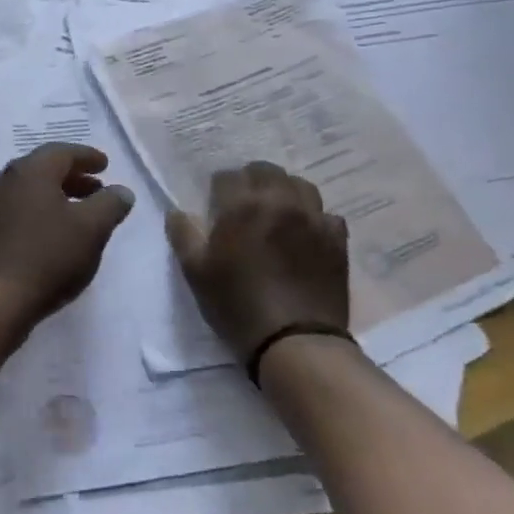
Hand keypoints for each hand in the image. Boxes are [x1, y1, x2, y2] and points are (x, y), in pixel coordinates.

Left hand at [0, 143, 135, 330]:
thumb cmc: (49, 256)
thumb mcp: (92, 228)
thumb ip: (111, 204)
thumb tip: (121, 191)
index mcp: (32, 170)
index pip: (63, 152)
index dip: (88, 157)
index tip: (106, 165)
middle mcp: (7, 179)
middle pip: (44, 168)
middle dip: (73, 176)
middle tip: (97, 189)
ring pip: (31, 189)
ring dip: (57, 194)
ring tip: (80, 212)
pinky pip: (19, 208)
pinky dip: (40, 210)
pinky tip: (54, 232)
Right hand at [166, 161, 348, 364]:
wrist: (295, 342)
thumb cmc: (237, 305)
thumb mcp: (196, 273)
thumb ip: (184, 235)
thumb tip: (176, 211)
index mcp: (243, 205)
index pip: (228, 177)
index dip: (218, 190)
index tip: (216, 207)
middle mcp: (281, 201)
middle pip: (266, 171)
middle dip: (252, 182)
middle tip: (244, 206)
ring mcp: (314, 218)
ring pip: (300, 186)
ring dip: (285, 192)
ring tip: (277, 213)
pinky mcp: (337, 239)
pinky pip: (326, 214)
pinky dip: (314, 218)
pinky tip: (305, 235)